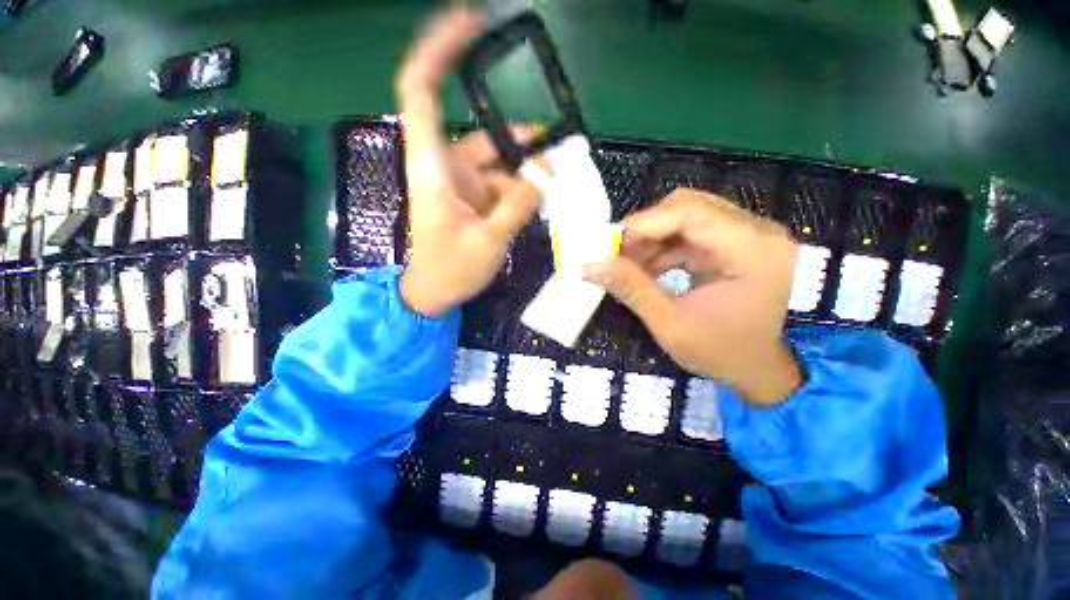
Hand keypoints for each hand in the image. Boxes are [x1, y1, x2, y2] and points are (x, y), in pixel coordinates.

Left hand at [395, 8, 541, 317]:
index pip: (422, 92)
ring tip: (561, 171)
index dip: (439, 52)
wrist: (433, 293)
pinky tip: (544, 193)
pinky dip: (523, 184)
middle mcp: (445, 165)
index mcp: (433, 167)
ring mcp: (461, 182)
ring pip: (497, 158)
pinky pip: (502, 181)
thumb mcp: (488, 239)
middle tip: (558, 139)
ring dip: (527, 164)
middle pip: (479, 128)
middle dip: (519, 133)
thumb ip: (518, 203)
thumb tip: (548, 169)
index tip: (470, 23)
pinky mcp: (473, 198)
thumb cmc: (450, 270)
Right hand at [584, 189, 801, 405]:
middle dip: (645, 229)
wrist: (759, 369)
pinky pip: (691, 233)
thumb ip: (630, 288)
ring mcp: (748, 236)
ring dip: (652, 239)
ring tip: (627, 264)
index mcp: (752, 250)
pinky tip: (646, 268)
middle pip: (688, 207)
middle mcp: (757, 232)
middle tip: (616, 253)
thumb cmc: (722, 353)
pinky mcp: (736, 244)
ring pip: (687, 217)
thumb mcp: (670, 324)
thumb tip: (590, 265)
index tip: (608, 244)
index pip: (690, 214)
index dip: (643, 224)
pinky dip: (663, 247)